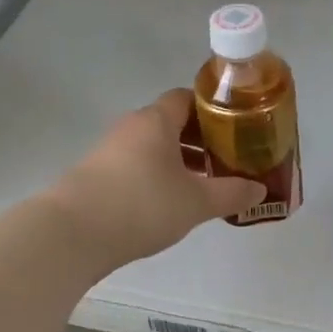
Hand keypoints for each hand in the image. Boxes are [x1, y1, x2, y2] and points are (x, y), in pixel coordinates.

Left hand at [46, 90, 265, 270]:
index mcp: (156, 121)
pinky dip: (156, 176)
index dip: (213, 109)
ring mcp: (109, 151)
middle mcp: (131, 128)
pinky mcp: (96, 176)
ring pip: (152, 147)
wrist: (72, 234)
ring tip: (204, 183)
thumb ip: (231, 193)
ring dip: (178, 160)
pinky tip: (170, 202)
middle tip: (226, 159)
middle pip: (170, 122)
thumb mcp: (196, 202)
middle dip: (200, 139)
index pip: (187, 98)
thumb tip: (260, 190)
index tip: (236, 127)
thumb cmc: (142, 205)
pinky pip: (136, 166)